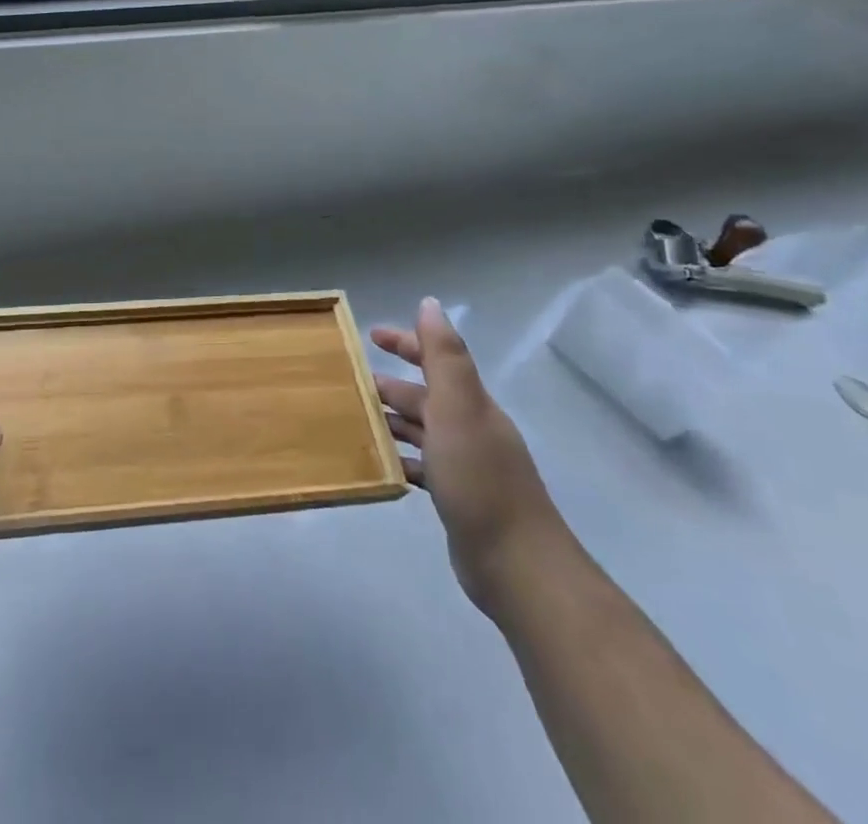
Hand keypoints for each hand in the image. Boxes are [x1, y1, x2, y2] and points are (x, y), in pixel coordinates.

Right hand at [372, 299, 568, 616]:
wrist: (517, 565)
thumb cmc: (480, 479)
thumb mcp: (459, 408)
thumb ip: (444, 356)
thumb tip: (430, 303)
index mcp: (471, 404)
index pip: (437, 359)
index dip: (407, 342)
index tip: (371, 335)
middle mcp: (470, 428)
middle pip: (426, 396)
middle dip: (390, 385)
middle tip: (350, 384)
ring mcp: (466, 465)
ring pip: (421, 431)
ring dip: (391, 421)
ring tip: (354, 422)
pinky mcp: (458, 498)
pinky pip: (421, 467)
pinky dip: (399, 460)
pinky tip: (377, 466)